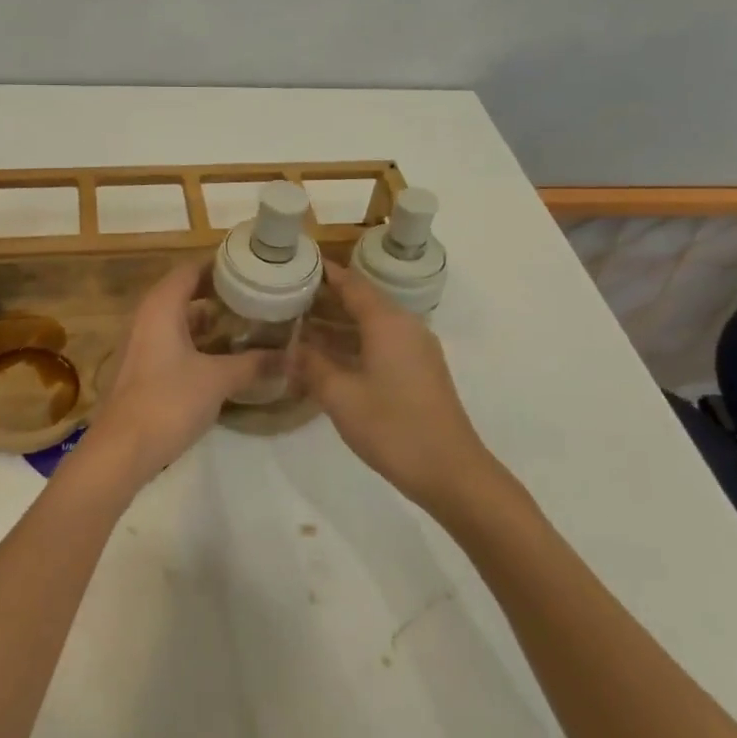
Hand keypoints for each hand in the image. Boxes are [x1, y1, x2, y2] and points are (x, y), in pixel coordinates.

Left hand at [81, 263, 267, 484]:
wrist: (123, 449)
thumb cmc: (169, 402)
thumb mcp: (218, 380)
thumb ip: (254, 364)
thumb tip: (291, 357)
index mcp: (162, 306)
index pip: (191, 269)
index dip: (221, 265)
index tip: (253, 268)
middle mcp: (148, 317)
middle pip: (186, 292)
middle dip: (220, 293)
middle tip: (257, 295)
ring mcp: (143, 343)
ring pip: (180, 319)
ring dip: (211, 320)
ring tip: (249, 322)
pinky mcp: (144, 368)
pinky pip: (175, 342)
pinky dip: (199, 342)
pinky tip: (226, 356)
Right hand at [302, 263, 493, 514]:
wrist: (451, 471)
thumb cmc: (392, 427)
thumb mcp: (340, 395)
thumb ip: (311, 366)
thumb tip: (290, 349)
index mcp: (387, 322)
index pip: (351, 283)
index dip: (323, 273)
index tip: (294, 266)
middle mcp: (404, 327)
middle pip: (362, 300)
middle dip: (325, 299)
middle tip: (286, 299)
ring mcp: (415, 350)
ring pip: (370, 324)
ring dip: (337, 324)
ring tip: (298, 326)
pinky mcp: (418, 371)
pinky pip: (380, 343)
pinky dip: (352, 343)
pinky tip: (326, 358)